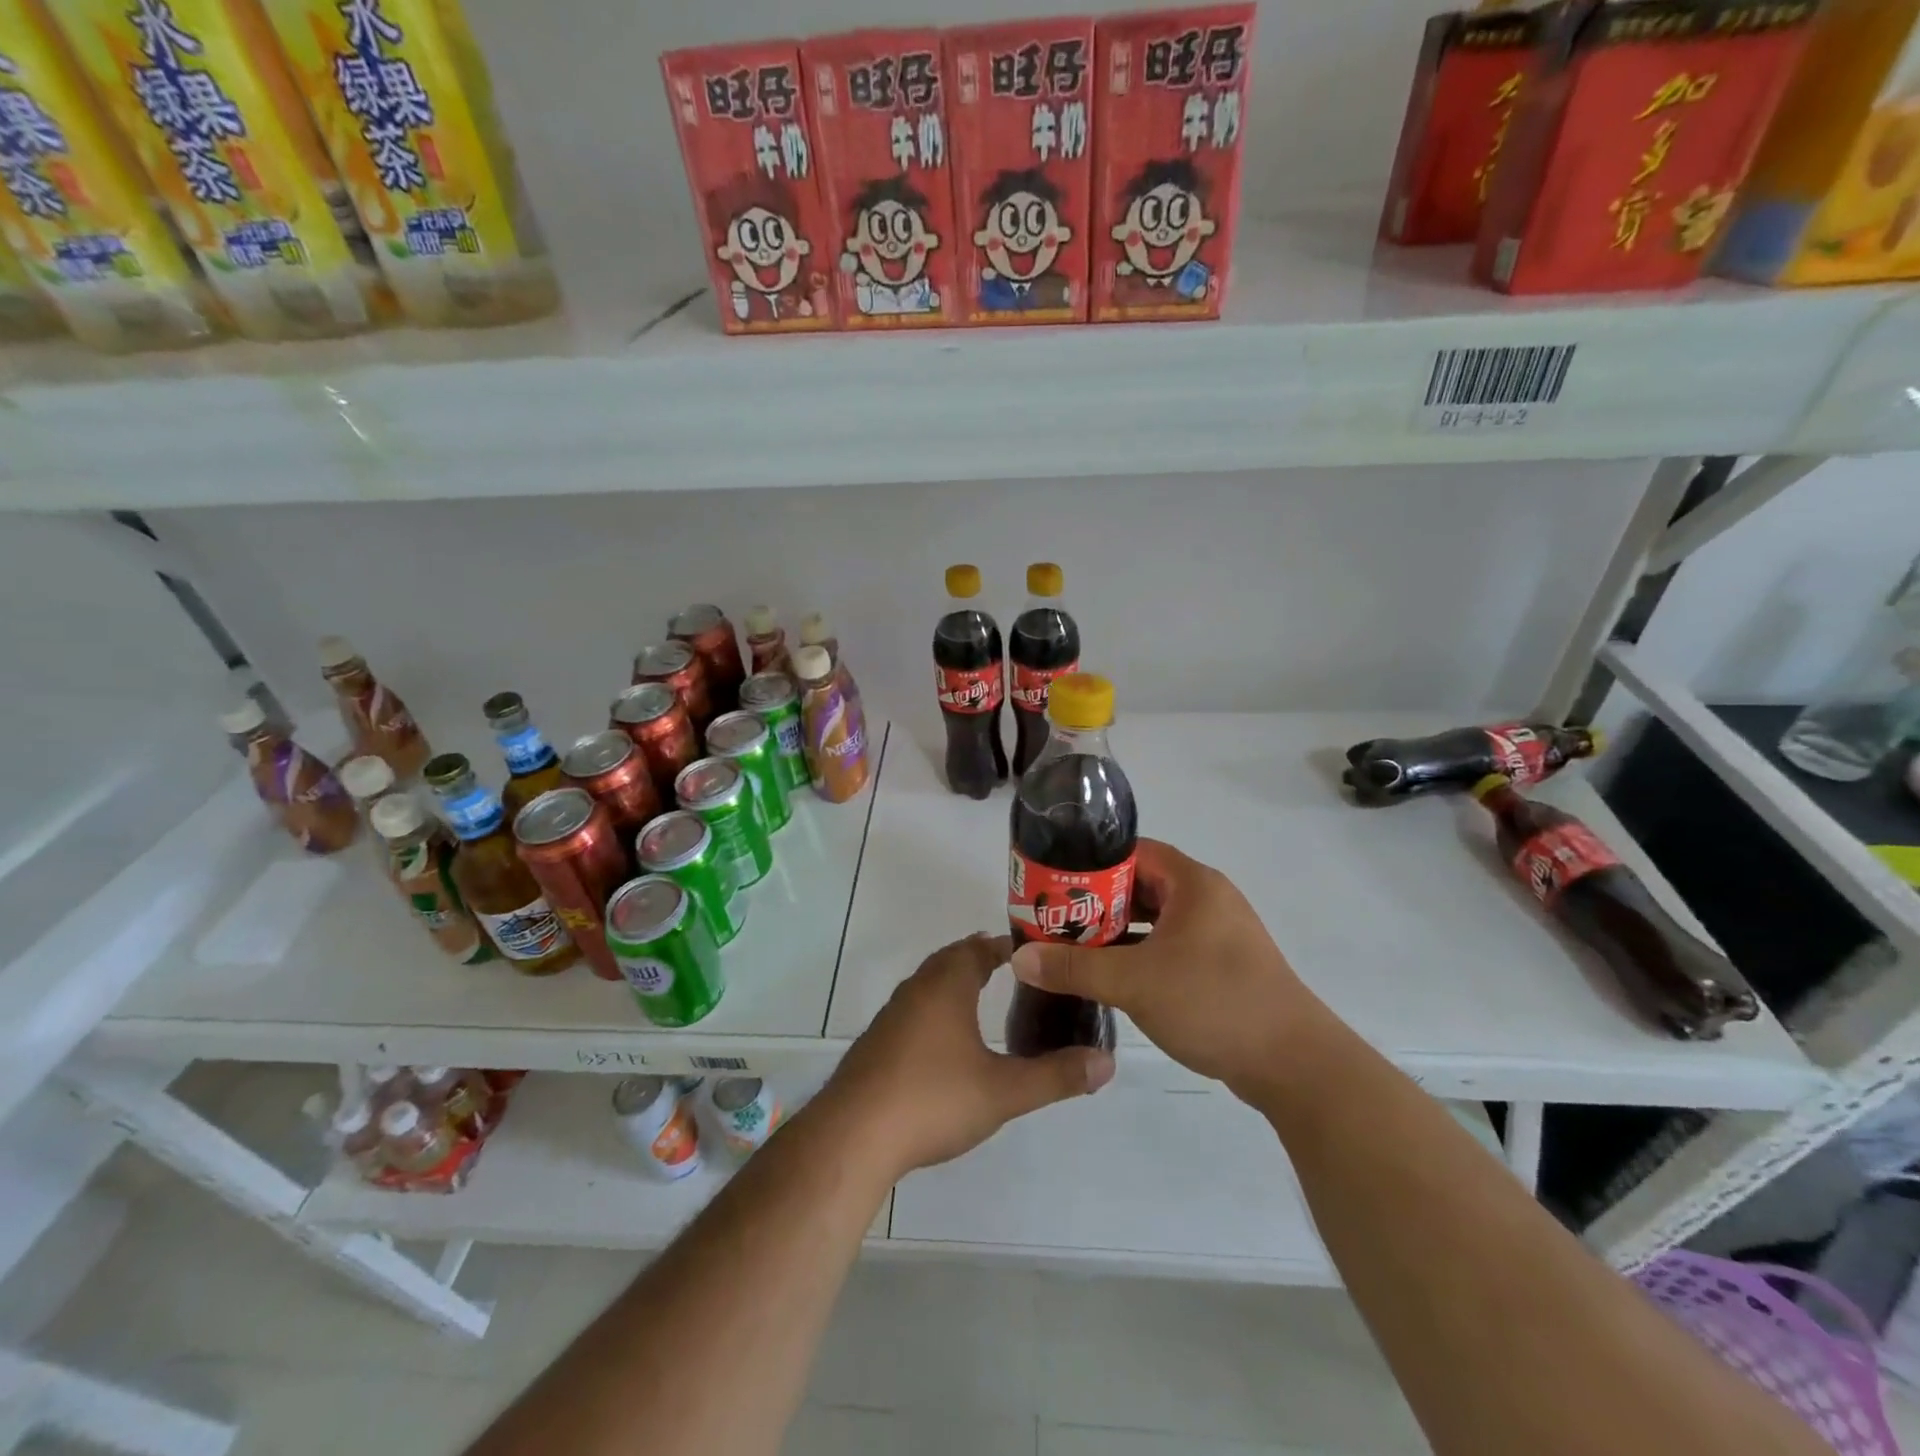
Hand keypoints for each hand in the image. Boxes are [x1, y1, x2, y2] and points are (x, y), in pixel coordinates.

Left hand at [821, 933, 1114, 1180]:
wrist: (854, 1134)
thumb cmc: (933, 1099)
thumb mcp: (1004, 1091)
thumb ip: (1056, 1076)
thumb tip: (1107, 1063)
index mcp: (947, 986)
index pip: (979, 948)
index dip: (1006, 946)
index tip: (1033, 951)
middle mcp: (917, 989)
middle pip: (951, 959)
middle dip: (980, 959)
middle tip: (1014, 970)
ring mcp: (892, 1015)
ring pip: (928, 983)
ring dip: (955, 982)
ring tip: (982, 999)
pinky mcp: (877, 1042)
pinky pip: (913, 1009)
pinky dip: (936, 1008)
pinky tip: (945, 1041)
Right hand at [1010, 839, 1321, 1103]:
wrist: (1293, 1064)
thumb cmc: (1214, 1002)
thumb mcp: (1135, 981)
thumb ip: (1075, 967)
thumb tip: (1020, 958)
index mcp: (1193, 883)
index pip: (1132, 852)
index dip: (1090, 863)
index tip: (1053, 882)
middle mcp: (1207, 899)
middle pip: (1140, 886)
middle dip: (1096, 901)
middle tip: (1054, 918)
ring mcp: (1217, 934)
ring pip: (1154, 920)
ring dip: (1116, 931)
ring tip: (1071, 946)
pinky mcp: (1220, 966)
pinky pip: (1169, 946)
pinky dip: (1139, 954)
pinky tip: (1109, 975)